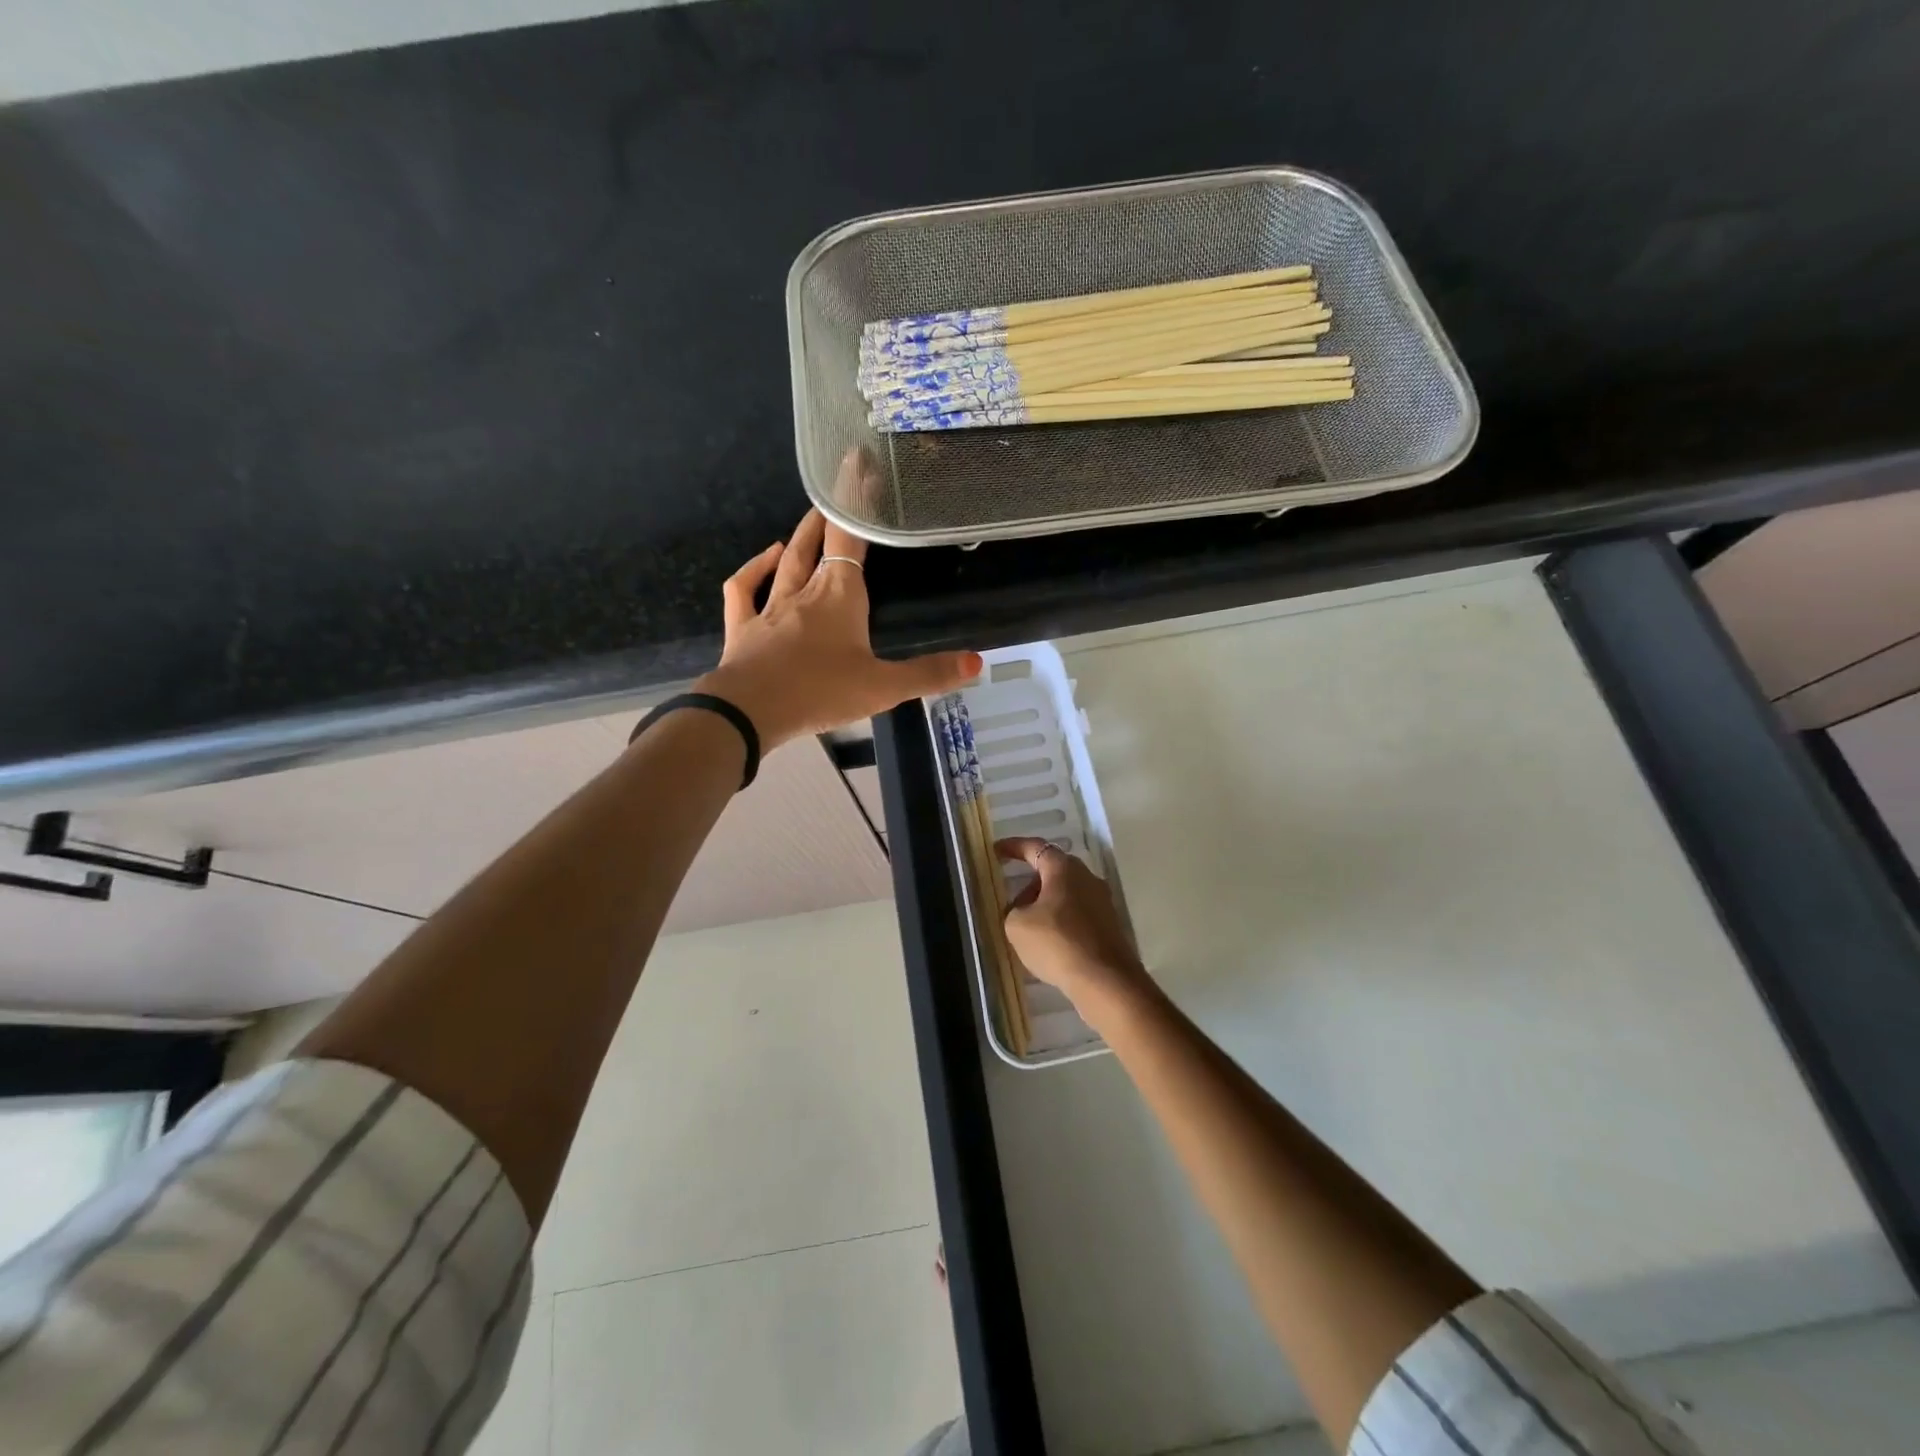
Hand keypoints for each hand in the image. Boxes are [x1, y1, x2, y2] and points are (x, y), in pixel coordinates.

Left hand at [698, 454, 982, 748]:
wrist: (749, 711)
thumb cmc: (820, 692)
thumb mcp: (883, 688)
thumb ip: (928, 674)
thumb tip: (978, 663)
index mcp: (839, 596)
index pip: (850, 537)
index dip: (856, 501)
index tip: (860, 467)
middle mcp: (804, 591)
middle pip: (817, 542)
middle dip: (830, 513)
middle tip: (838, 488)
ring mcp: (770, 607)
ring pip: (786, 561)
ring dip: (798, 537)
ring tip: (810, 519)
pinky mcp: (744, 627)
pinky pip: (744, 589)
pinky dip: (754, 568)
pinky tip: (766, 558)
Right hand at [997, 837, 1153, 1019]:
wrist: (1106, 981)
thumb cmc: (1057, 943)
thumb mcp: (1017, 926)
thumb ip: (1013, 911)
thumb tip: (1023, 911)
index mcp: (1064, 869)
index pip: (1035, 847)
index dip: (1013, 847)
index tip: (996, 852)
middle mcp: (1087, 878)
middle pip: (1053, 871)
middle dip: (1030, 884)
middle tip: (1011, 903)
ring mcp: (1102, 902)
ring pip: (1066, 894)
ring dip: (1045, 905)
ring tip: (1027, 930)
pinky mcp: (1109, 926)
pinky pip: (1077, 915)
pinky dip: (1060, 922)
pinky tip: (1049, 944)